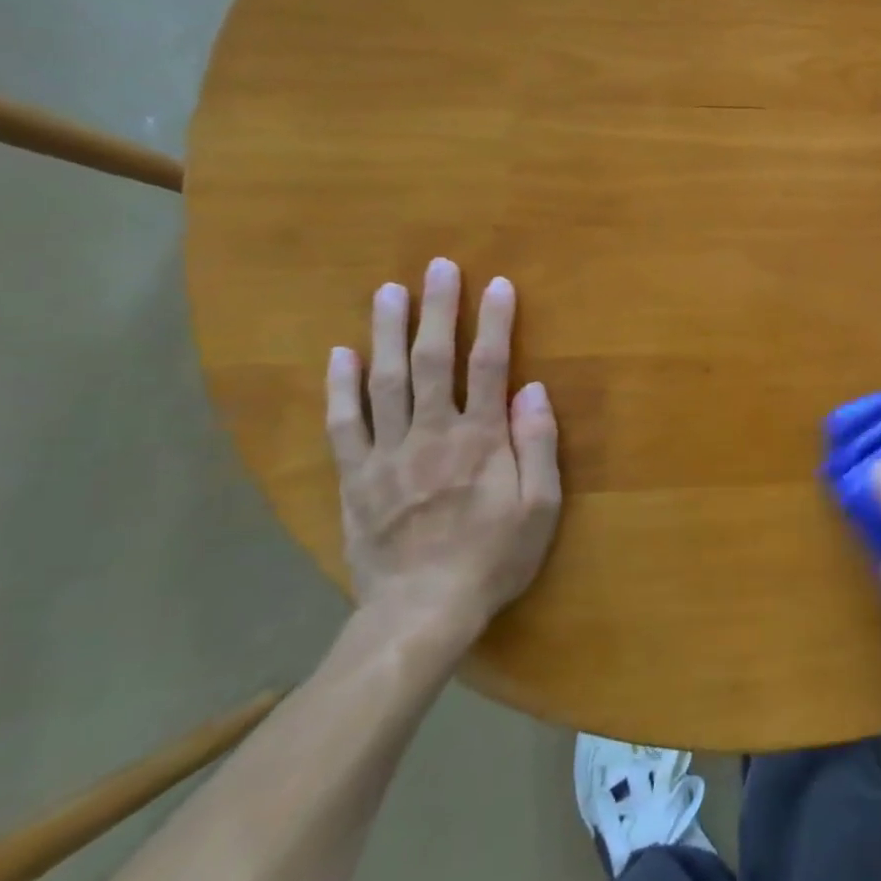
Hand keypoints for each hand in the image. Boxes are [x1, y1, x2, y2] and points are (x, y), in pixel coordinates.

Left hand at [326, 257, 561, 641]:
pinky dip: (340, 387)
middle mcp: (432, 434)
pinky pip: (344, 424)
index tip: (498, 285)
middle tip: (438, 268)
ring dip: (387, 332)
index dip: (495, 323)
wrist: (421, 612)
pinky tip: (340, 354)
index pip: (490, 367)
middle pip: (433, 361)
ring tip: (388, 291)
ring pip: (384, 381)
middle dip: (437, 310)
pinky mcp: (356, 476)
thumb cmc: (494, 557)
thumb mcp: (540, 507)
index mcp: (480, 440)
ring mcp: (388, 453)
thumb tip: (532, 389)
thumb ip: (538, 445)